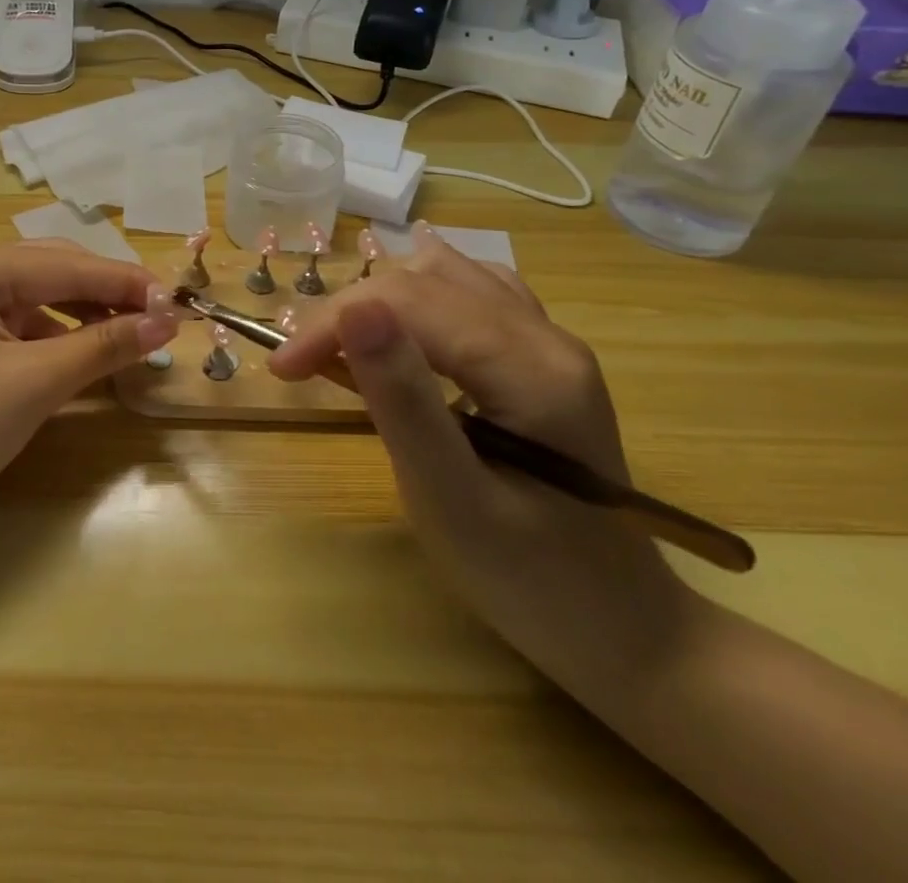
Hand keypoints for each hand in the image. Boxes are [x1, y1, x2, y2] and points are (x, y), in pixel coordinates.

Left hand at [0, 240, 178, 519]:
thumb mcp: (32, 385)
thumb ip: (103, 345)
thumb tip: (167, 321)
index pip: (67, 264)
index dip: (128, 284)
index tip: (180, 303)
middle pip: (52, 270)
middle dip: (107, 296)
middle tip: (160, 322)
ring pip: (36, 294)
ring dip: (84, 315)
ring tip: (129, 339)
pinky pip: (16, 319)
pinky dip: (53, 334)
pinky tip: (81, 353)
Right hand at [268, 228, 696, 688]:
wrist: (625, 632)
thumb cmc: (530, 581)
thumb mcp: (450, 498)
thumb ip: (402, 398)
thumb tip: (354, 309)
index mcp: (532, 368)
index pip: (410, 303)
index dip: (334, 322)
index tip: (281, 368)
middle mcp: (547, 336)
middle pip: (425, 282)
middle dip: (349, 312)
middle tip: (299, 364)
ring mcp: (551, 341)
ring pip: (448, 275)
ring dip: (381, 297)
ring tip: (340, 341)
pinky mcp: (543, 356)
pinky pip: (475, 291)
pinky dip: (423, 292)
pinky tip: (404, 308)